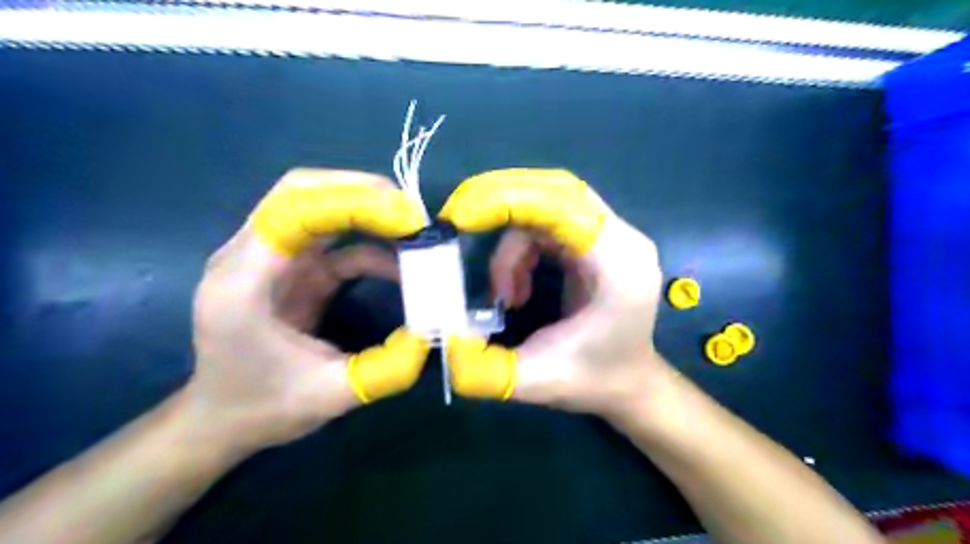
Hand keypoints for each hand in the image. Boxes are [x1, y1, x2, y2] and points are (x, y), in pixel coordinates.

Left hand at [188, 169, 429, 454]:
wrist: (222, 418)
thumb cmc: (262, 406)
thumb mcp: (328, 396)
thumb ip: (383, 368)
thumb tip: (430, 334)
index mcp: (242, 281)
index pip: (291, 210)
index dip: (351, 201)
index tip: (405, 218)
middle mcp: (249, 256)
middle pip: (302, 192)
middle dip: (362, 193)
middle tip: (413, 213)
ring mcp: (272, 258)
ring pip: (319, 206)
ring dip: (368, 210)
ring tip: (414, 229)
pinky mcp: (293, 269)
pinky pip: (334, 240)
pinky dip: (370, 244)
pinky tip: (401, 264)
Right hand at [442, 168, 675, 418]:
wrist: (629, 384)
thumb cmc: (594, 381)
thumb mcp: (537, 381)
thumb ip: (486, 369)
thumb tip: (444, 343)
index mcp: (619, 263)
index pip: (563, 204)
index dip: (508, 200)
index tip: (460, 217)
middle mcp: (622, 238)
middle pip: (556, 190)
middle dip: (501, 202)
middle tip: (460, 222)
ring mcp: (612, 236)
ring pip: (547, 206)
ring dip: (511, 241)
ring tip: (504, 294)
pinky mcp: (597, 241)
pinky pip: (548, 223)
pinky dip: (520, 248)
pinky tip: (517, 289)